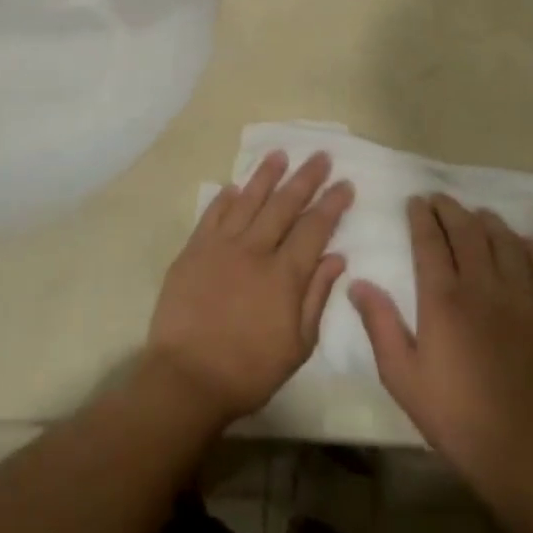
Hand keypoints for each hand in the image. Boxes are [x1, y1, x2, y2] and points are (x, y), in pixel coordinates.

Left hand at [147, 150, 352, 424]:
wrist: (187, 378)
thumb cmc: (249, 370)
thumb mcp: (298, 345)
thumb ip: (317, 296)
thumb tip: (336, 258)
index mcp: (284, 274)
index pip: (314, 228)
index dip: (332, 204)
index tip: (345, 184)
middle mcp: (254, 250)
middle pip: (284, 205)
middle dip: (305, 178)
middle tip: (321, 156)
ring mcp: (220, 247)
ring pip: (247, 200)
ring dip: (266, 176)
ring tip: (279, 154)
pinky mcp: (193, 251)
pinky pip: (211, 215)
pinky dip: (225, 199)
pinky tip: (234, 187)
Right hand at [351, 195, 532, 490]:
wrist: (516, 448)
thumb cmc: (451, 412)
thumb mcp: (400, 374)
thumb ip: (379, 324)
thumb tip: (358, 282)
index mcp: (443, 299)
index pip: (430, 241)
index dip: (421, 216)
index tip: (414, 202)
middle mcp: (482, 287)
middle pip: (467, 230)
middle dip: (450, 208)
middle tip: (438, 199)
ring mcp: (520, 298)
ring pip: (504, 241)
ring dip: (487, 221)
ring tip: (475, 214)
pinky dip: (530, 247)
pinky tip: (520, 243)